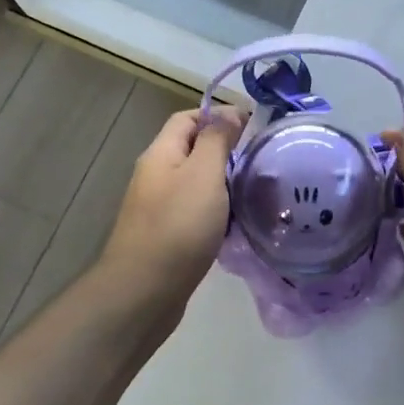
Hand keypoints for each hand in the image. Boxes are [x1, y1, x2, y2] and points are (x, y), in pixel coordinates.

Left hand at [99, 107, 245, 315]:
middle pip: (191, 149)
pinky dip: (216, 212)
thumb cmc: (178, 226)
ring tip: (255, 190)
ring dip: (223, 183)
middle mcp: (156, 176)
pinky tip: (236, 224)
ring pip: (195, 183)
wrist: (144, 292)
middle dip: (224, 150)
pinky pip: (195, 212)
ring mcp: (158, 208)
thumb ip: (217, 140)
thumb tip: (230, 112)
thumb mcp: (203, 174)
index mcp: (161, 154)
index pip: (187, 118)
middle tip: (259, 160)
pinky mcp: (166, 236)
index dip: (218, 115)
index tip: (253, 125)